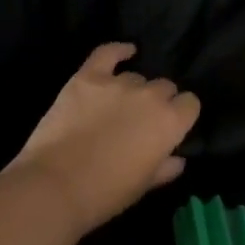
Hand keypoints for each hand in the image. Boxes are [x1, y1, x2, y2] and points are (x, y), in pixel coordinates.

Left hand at [12, 44, 200, 235]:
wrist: (54, 187)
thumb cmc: (106, 194)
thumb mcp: (144, 185)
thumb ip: (165, 168)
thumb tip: (177, 159)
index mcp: (170, 122)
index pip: (190, 103)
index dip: (181, 115)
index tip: (170, 128)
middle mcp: (150, 96)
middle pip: (165, 87)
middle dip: (158, 101)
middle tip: (141, 121)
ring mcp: (117, 83)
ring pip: (136, 77)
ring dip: (133, 90)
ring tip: (117, 107)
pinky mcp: (86, 78)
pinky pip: (107, 54)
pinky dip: (118, 51)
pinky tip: (126, 51)